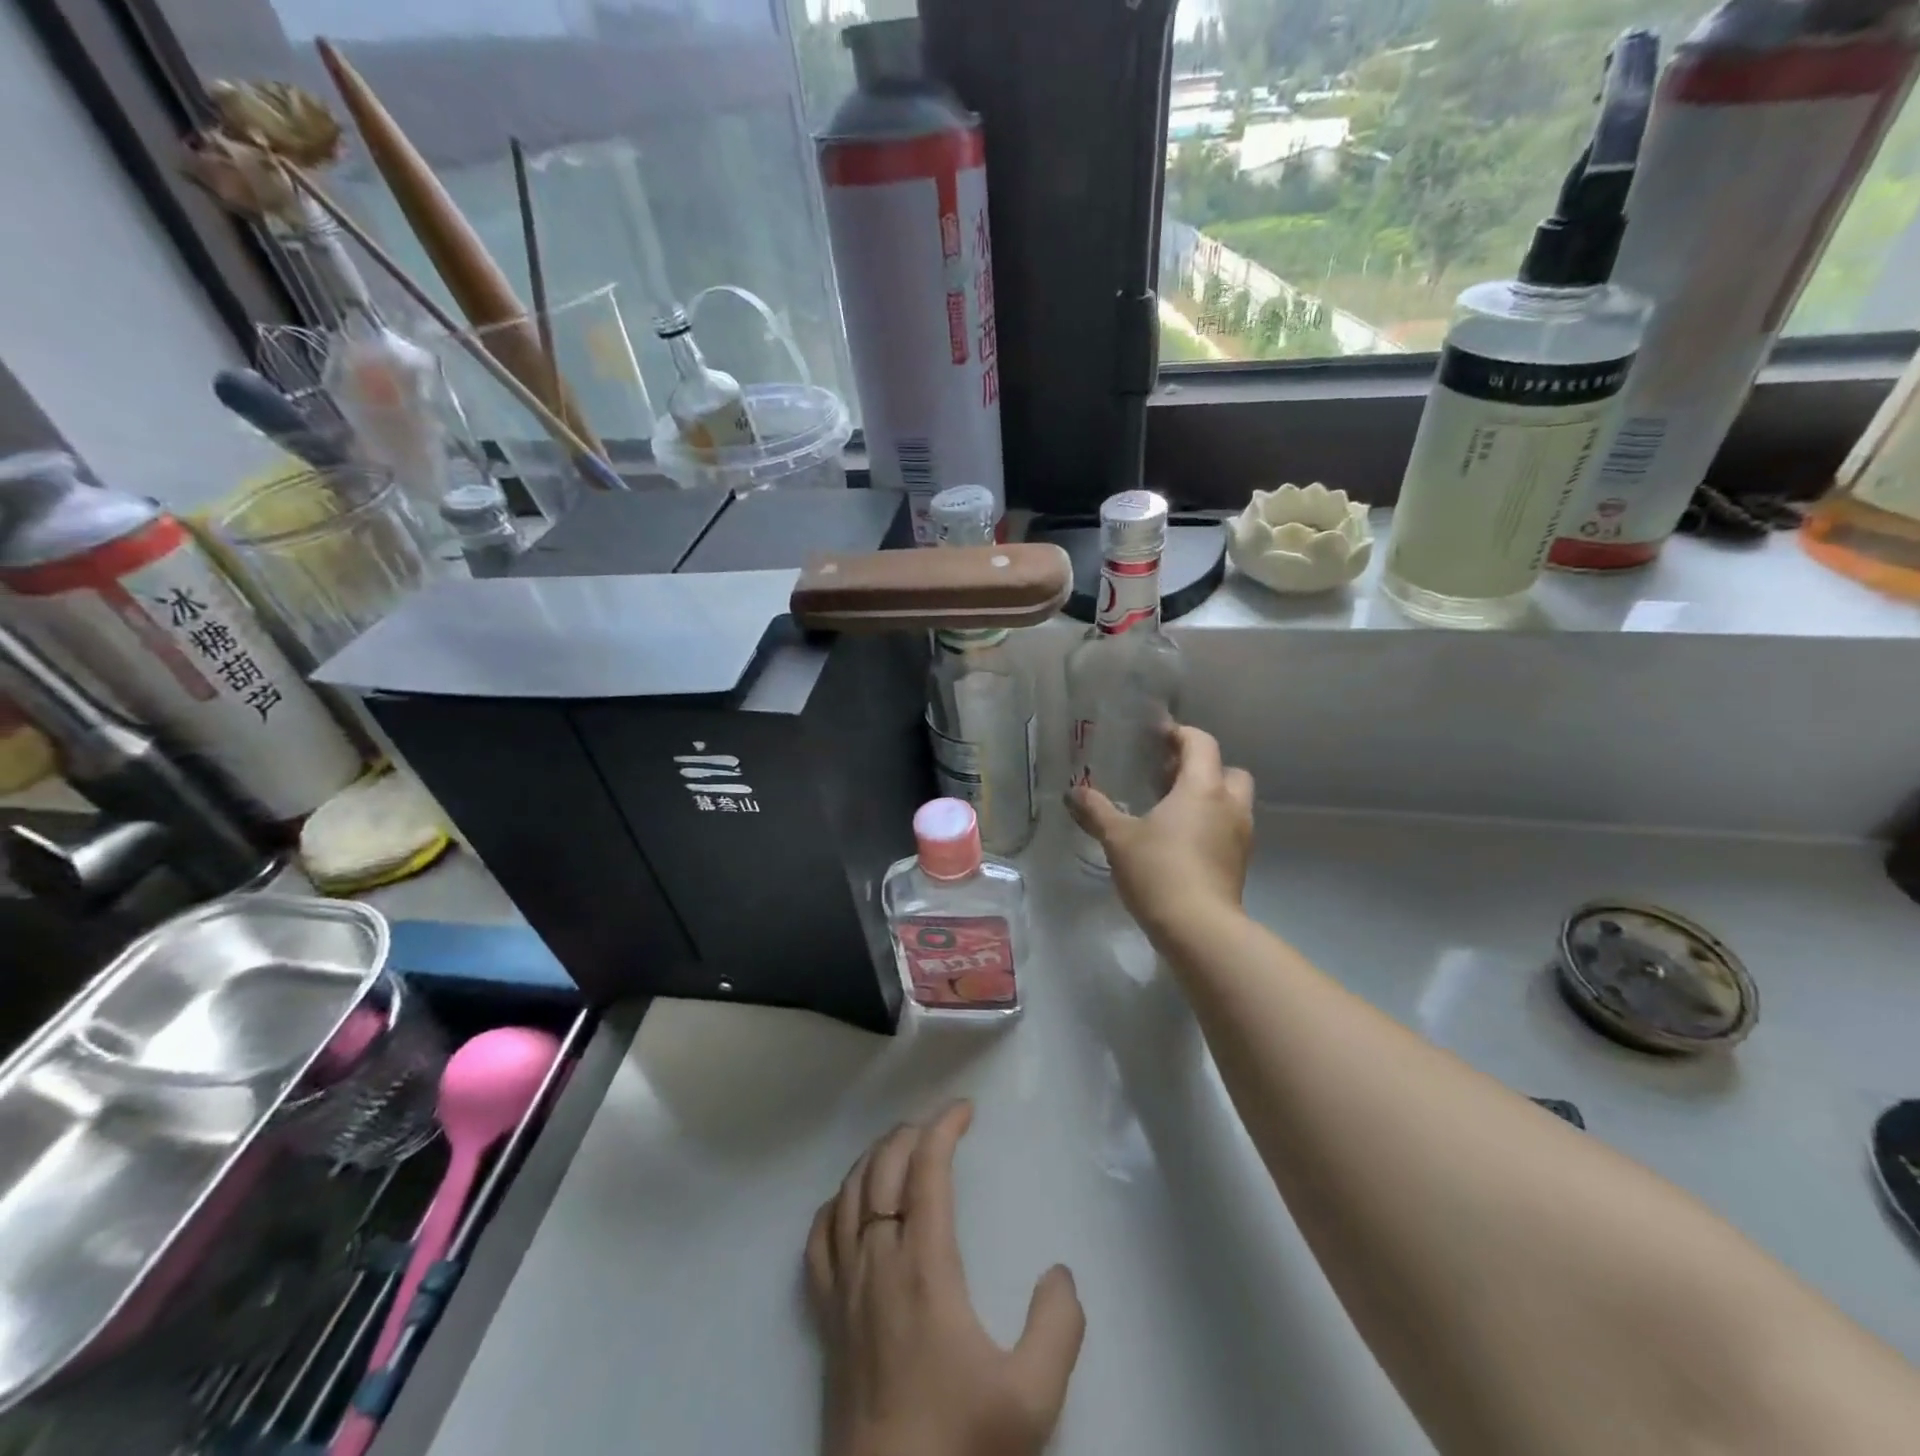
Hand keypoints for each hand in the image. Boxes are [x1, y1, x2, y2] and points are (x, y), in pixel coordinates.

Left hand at [806, 1102, 1084, 1455]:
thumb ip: (1057, 1328)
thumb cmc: (957, 1443)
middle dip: (911, 1133)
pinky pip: (818, 1240)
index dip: (944, 1127)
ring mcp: (844, 1287)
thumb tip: (1059, 1273)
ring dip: (874, 1158)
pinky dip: (834, 1204)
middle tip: (939, 1126)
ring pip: (848, 1194)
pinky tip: (846, 1205)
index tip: (965, 1109)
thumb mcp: (1031, 1398)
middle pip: (883, 1167)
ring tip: (899, 1148)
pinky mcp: (825, 1317)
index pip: (926, 1168)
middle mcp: (876, 1260)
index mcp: (923, 1265)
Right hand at [1066, 724, 1254, 944]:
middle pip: (1227, 770)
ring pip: (1232, 802)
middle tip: (1169, 778)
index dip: (1181, 735)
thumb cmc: (1158, 871)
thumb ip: (1097, 811)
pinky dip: (1211, 825)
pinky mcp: (1240, 863)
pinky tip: (1181, 842)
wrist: (1199, 928)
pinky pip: (1229, 828)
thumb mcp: (1118, 838)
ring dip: (1209, 798)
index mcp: (1202, 788)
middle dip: (1202, 768)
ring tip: (1172, 810)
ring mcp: (1240, 835)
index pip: (1202, 743)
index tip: (1158, 738)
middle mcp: (1229, 805)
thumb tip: (1073, 792)